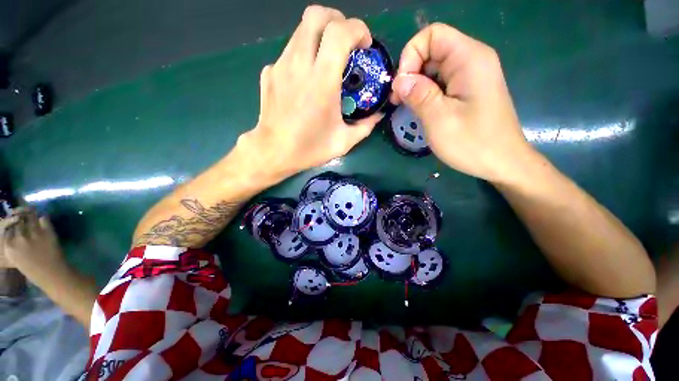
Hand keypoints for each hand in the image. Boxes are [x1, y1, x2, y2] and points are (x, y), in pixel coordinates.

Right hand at [2, 208, 66, 275]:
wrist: (52, 274)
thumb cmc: (33, 270)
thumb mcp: (15, 258)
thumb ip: (12, 244)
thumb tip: (12, 229)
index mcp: (8, 246)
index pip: (7, 226)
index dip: (11, 220)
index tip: (14, 217)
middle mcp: (19, 238)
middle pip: (18, 219)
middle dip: (20, 214)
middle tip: (22, 212)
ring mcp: (33, 234)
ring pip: (30, 216)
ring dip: (31, 213)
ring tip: (31, 212)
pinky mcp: (47, 232)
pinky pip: (44, 218)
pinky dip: (43, 217)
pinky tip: (42, 218)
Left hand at [239, 6, 382, 178]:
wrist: (273, 152)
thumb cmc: (309, 149)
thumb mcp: (343, 142)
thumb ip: (365, 126)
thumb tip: (378, 115)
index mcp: (322, 82)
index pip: (340, 31)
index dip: (357, 29)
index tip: (364, 45)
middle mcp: (299, 65)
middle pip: (315, 15)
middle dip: (336, 20)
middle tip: (345, 43)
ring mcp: (280, 66)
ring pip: (301, 31)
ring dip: (319, 37)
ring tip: (327, 61)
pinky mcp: (269, 72)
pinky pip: (289, 52)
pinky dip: (303, 56)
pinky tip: (305, 80)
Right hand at [391, 23, 532, 182]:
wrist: (502, 162)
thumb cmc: (472, 143)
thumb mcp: (439, 119)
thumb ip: (418, 95)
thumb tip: (399, 80)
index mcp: (469, 59)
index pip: (433, 34)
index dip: (411, 54)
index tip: (402, 85)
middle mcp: (472, 60)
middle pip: (432, 50)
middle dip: (411, 72)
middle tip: (399, 100)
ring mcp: (471, 75)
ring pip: (434, 67)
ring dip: (416, 85)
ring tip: (407, 107)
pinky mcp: (468, 90)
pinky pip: (441, 82)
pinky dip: (426, 92)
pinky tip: (420, 109)